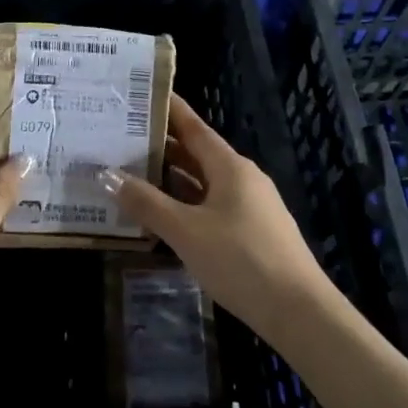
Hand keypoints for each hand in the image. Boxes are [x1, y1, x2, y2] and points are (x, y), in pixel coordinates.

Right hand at [100, 95, 333, 345]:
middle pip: (198, 154)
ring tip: (133, 174)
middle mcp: (242, 178)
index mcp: (230, 166)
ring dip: (173, 180)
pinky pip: (212, 207)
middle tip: (123, 138)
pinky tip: (164, 217)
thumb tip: (109, 176)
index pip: (194, 127)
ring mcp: (250, 206)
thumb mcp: (186, 232)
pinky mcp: (252, 233)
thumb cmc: (240, 260)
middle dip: (163, 147)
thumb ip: (147, 204)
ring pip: (204, 183)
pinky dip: (186, 205)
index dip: (169, 110)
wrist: (298, 312)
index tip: (142, 95)